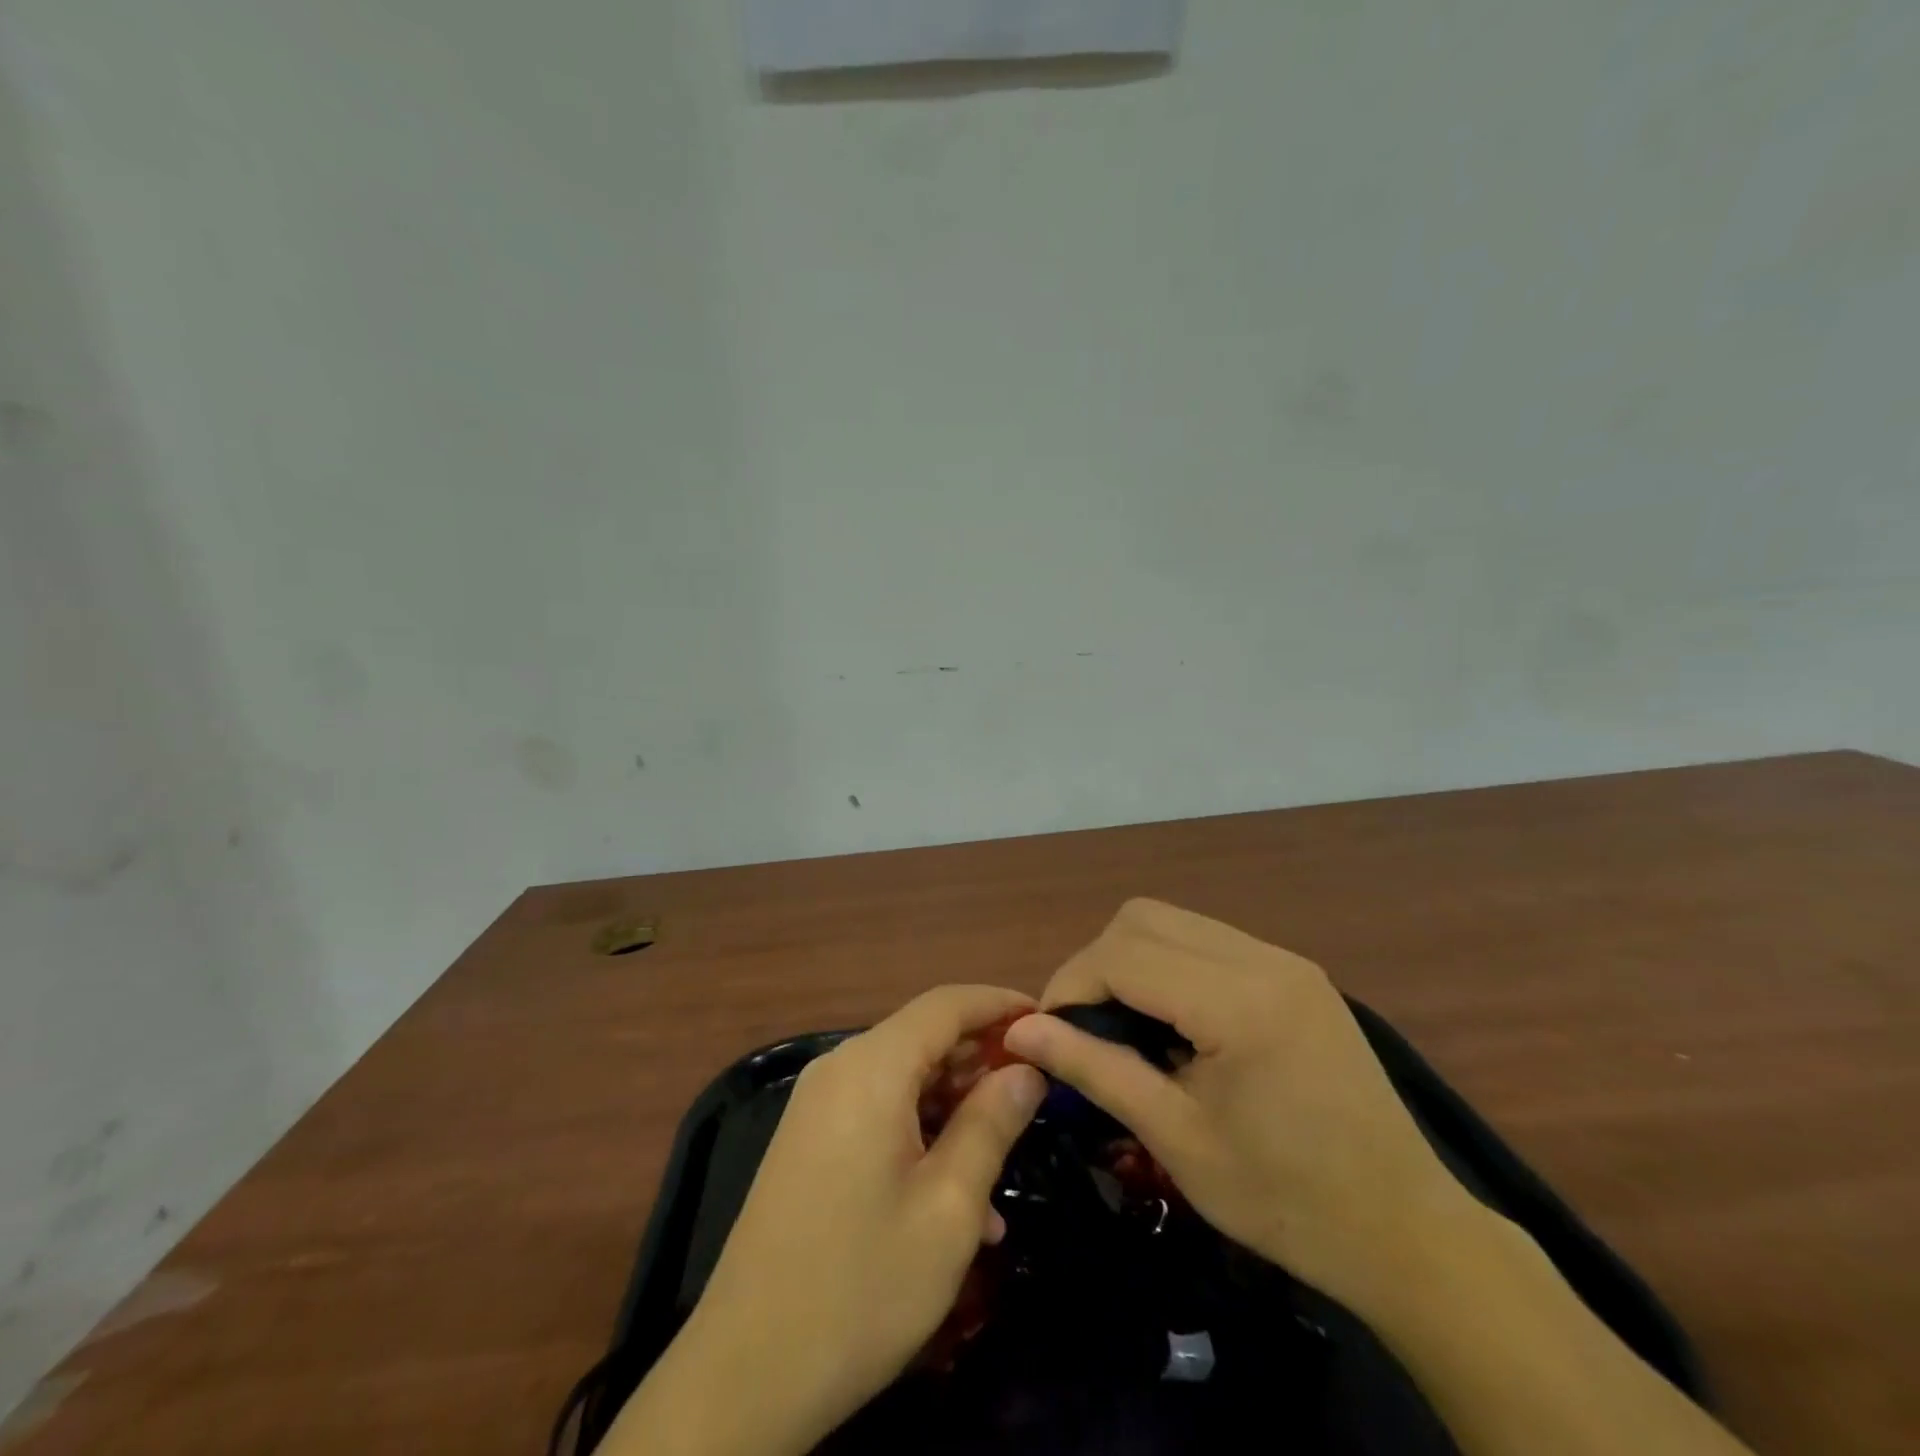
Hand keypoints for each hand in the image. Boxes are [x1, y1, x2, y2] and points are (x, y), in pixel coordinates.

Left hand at [607, 985, 1046, 1455]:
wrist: (745, 1373)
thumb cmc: (861, 1286)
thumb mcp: (949, 1208)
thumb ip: (992, 1124)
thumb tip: (1026, 1070)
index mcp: (871, 1067)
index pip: (947, 1004)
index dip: (1000, 1005)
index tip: (1048, 1023)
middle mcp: (839, 1068)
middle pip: (923, 1037)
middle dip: (981, 1060)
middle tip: (1036, 1095)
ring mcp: (817, 1104)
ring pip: (903, 1078)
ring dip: (955, 1107)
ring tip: (1004, 1157)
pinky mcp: (808, 1140)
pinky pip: (878, 1111)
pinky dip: (921, 1132)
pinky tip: (956, 1195)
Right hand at [1001, 899, 1480, 1319]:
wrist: (1407, 1233)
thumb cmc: (1287, 1203)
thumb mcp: (1177, 1140)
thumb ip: (1094, 1070)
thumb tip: (1019, 1031)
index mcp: (1240, 1004)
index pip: (1122, 954)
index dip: (1070, 985)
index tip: (1048, 1033)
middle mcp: (1264, 960)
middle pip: (1143, 918)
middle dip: (1097, 964)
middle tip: (1085, 1028)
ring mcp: (1285, 960)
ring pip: (1173, 921)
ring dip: (1132, 961)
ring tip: (1125, 1026)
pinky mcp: (1295, 973)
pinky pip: (1207, 941)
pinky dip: (1169, 966)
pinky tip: (1174, 1023)